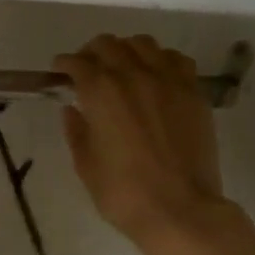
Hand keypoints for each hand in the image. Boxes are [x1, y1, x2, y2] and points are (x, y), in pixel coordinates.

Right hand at [54, 35, 233, 254]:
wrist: (180, 210)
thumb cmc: (122, 192)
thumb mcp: (85, 164)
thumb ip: (76, 131)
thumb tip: (73, 110)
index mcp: (101, 92)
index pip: (77, 63)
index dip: (64, 64)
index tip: (60, 72)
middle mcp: (134, 76)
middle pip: (109, 44)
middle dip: (92, 52)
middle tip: (87, 69)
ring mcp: (169, 81)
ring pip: (144, 44)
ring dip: (127, 51)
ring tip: (122, 68)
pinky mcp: (194, 93)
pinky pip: (176, 60)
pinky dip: (160, 61)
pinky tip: (155, 77)